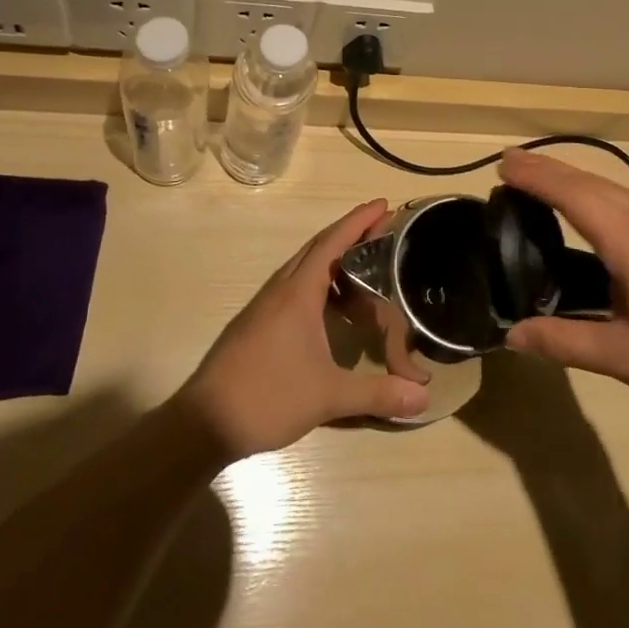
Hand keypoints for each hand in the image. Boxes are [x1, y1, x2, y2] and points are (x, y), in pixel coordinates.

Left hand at [175, 200, 429, 457]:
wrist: (203, 423)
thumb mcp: (328, 396)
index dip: (358, 221)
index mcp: (298, 293)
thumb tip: (424, 398)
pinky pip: (294, 287)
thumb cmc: (267, 397)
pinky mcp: (257, 324)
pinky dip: (319, 283)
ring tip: (364, 265)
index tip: (383, 204)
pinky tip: (331, 308)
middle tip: (381, 229)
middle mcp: (281, 290)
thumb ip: (377, 393)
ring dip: (333, 259)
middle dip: (349, 233)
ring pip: (303, 268)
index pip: (332, 243)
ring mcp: (265, 306)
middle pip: (318, 248)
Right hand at [499, 151, 628, 433]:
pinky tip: (590, 212)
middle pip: (590, 182)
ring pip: (612, 189)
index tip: (502, 162)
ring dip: (574, 180)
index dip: (535, 175)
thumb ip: (563, 341)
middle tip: (509, 164)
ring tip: (540, 181)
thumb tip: (512, 337)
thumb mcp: (621, 356)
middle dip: (548, 170)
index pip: (571, 194)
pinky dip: (597, 195)